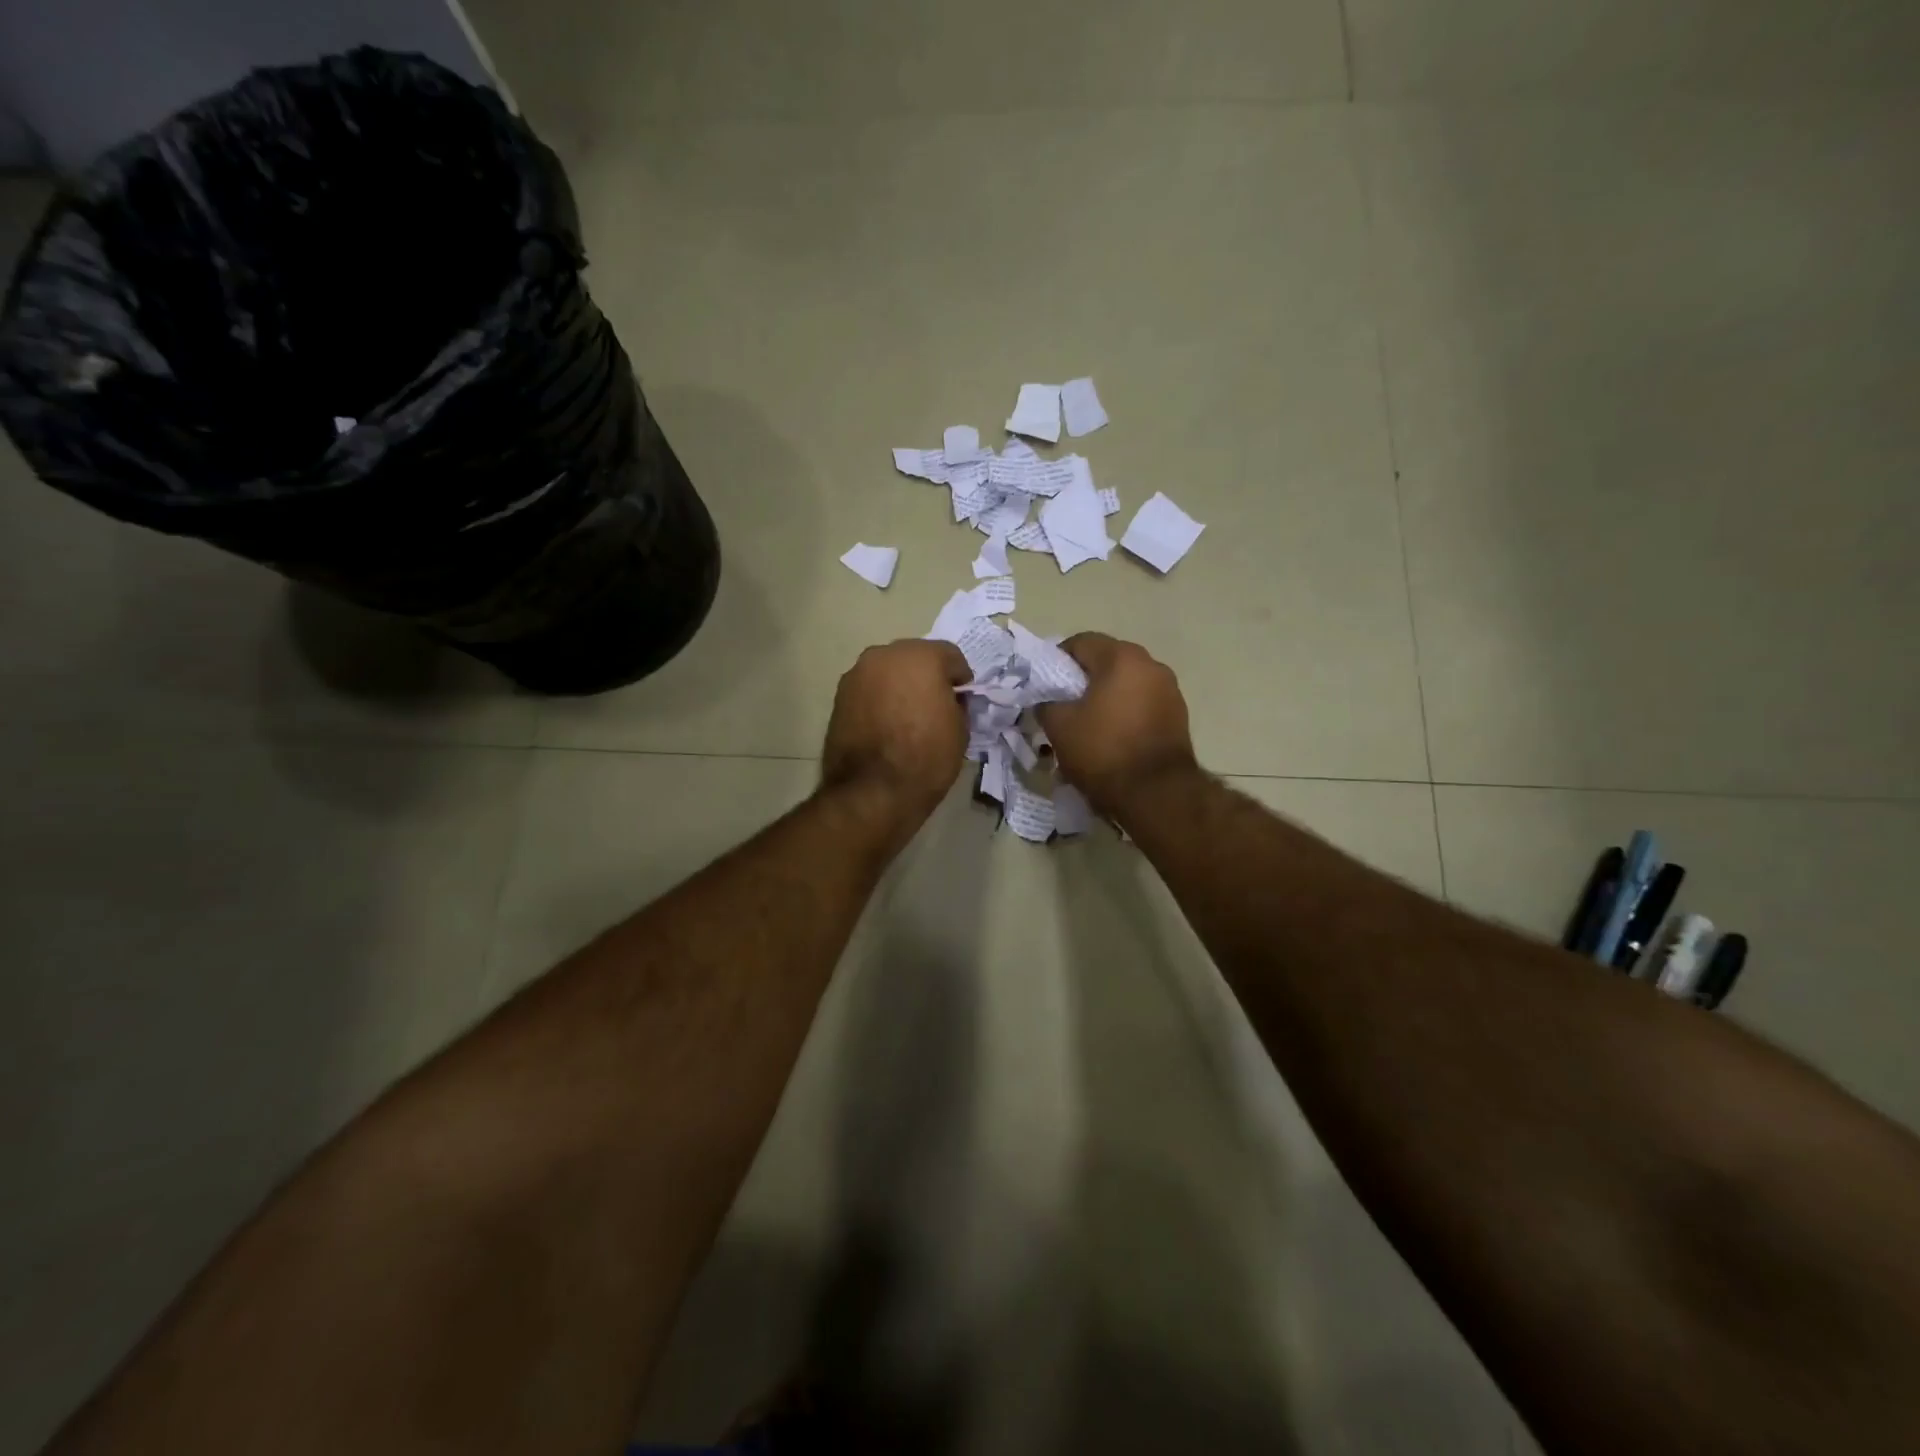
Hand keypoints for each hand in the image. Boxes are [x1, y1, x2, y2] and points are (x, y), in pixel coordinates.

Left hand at [821, 638, 972, 829]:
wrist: (873, 791)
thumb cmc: (926, 757)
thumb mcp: (960, 729)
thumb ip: (956, 703)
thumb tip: (947, 700)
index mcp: (921, 656)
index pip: (950, 656)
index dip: (960, 679)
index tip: (962, 700)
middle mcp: (884, 655)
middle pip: (914, 658)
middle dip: (926, 676)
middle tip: (934, 705)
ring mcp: (857, 674)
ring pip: (888, 672)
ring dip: (899, 686)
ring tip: (906, 717)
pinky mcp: (839, 696)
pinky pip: (868, 690)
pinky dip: (878, 700)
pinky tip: (885, 726)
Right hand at [1035, 633, 1198, 816]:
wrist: (1157, 794)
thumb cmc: (1103, 751)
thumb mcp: (1059, 727)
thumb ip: (1046, 704)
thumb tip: (1046, 701)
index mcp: (1121, 657)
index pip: (1081, 642)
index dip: (1057, 660)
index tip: (1045, 685)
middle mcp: (1151, 665)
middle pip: (1106, 661)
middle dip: (1082, 679)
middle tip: (1063, 705)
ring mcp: (1170, 690)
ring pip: (1126, 683)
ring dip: (1105, 696)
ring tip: (1088, 724)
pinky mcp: (1179, 715)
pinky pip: (1142, 703)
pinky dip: (1125, 712)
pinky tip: (1112, 737)